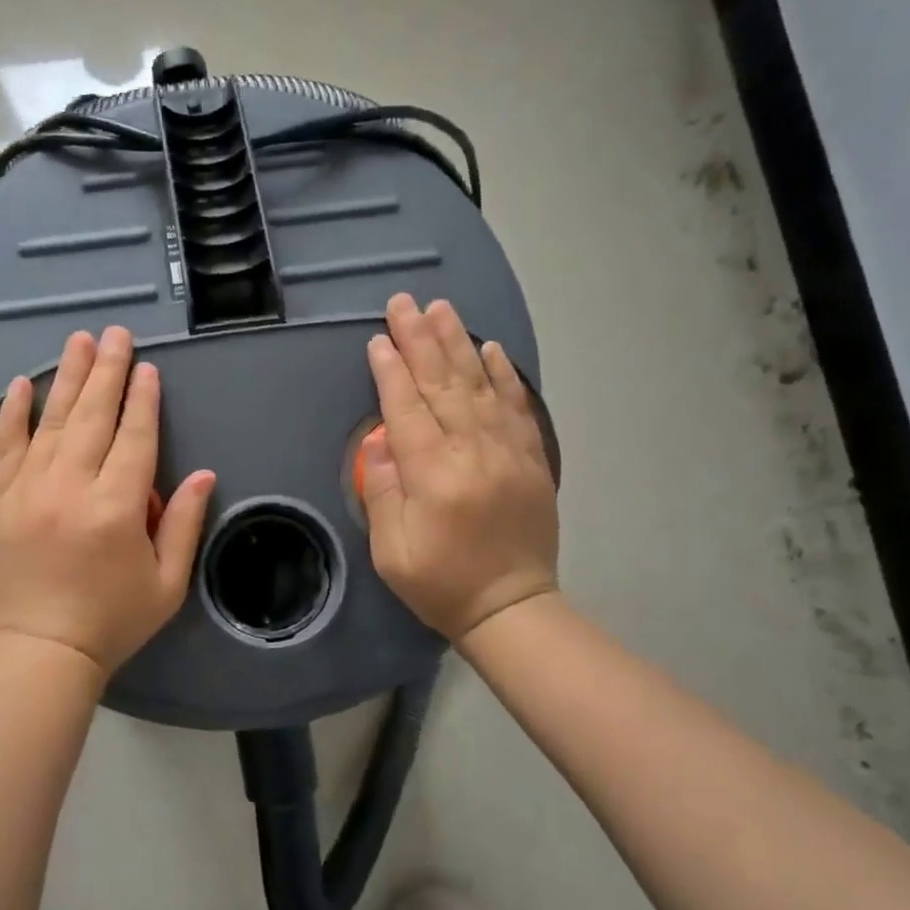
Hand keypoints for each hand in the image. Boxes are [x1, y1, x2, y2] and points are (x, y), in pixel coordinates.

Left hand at [0, 326, 216, 676]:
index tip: (147, 368)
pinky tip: (21, 383)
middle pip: (93, 416)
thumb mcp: (167, 582)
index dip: (143, 400)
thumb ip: (184, 523)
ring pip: (52, 421)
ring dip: (67, 377)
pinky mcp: (1, 500)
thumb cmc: (112, 621)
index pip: (135, 438)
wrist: (40, 651)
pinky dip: (14, 413)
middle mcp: (71, 488)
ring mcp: (29, 490)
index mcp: (116, 508)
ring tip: (78, 341)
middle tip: (115, 333)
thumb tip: (204, 474)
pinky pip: (7, 446)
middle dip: (107, 371)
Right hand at [360, 293, 558, 642]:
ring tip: (442, 308)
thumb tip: (379, 441)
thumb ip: (380, 490)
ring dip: (458, 343)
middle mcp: (472, 451)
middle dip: (419, 339)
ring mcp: (508, 451)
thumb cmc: (441, 583)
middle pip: (442, 384)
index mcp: (433, 474)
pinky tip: (491, 348)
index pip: (406, 407)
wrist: (512, 607)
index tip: (378, 338)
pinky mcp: (531, 458)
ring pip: (479, 385)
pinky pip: (517, 406)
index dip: (390, 370)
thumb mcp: (391, 550)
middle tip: (404, 302)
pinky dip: (503, 375)